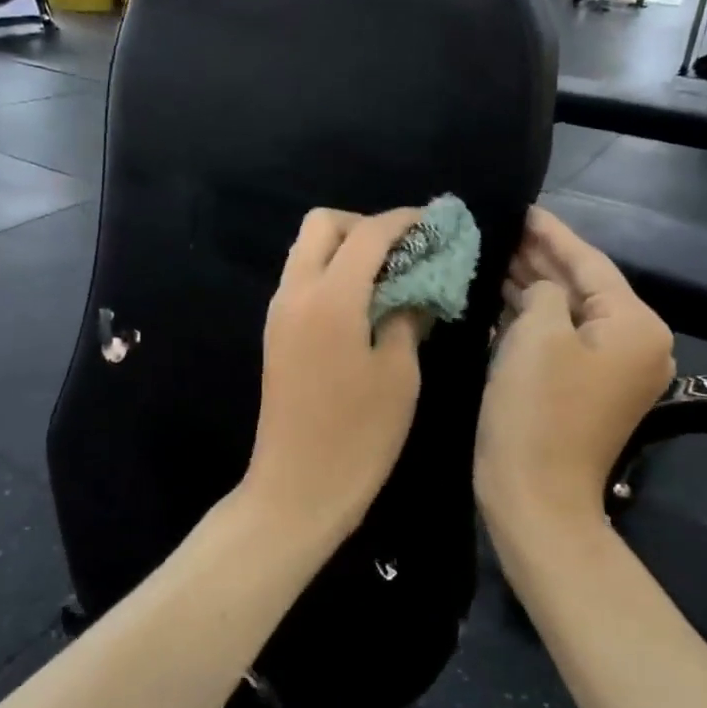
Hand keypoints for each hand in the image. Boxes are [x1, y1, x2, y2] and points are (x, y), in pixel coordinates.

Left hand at [244, 207, 425, 536]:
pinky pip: (301, 279)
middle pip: (321, 224)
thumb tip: (415, 288)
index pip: (367, 234)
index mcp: (330, 297)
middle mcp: (295, 291)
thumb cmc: (358, 435)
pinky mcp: (275, 332)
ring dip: (344, 247)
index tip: (432, 222)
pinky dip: (330, 272)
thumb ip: (406, 317)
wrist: (297, 486)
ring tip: (386, 275)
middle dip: (363, 225)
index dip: (402, 221)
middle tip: (401, 251)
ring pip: (306, 249)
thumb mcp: (399, 374)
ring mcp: (279, 311)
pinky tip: (362, 302)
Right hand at [475, 206, 674, 539]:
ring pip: (567, 313)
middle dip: (542, 259)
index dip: (553, 235)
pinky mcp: (582, 389)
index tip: (524, 207)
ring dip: (533, 287)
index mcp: (635, 326)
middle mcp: (633, 344)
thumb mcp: (538, 333)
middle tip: (503, 227)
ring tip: (496, 254)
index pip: (591, 264)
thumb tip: (542, 289)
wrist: (535, 495)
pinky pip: (559, 340)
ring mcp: (609, 371)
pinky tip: (500, 299)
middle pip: (583, 287)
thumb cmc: (538, 409)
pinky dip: (531, 319)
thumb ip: (544, 291)